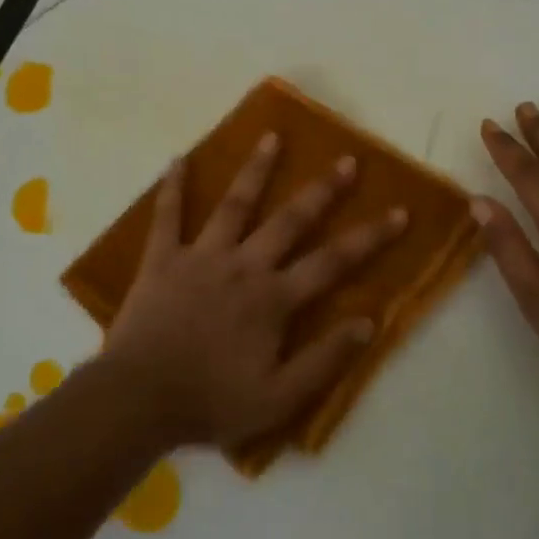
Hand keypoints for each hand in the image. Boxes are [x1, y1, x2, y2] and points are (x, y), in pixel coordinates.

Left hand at [105, 134, 409, 447]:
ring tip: (272, 136)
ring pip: (234, 205)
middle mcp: (243, 266)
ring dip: (255, 170)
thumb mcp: (279, 398)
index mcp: (273, 298)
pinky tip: (177, 158)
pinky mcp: (162, 259)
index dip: (370, 237)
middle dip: (322, 190)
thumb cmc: (211, 401)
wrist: (138, 400)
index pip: (333, 262)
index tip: (399, 211)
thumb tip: (368, 322)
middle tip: (347, 160)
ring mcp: (201, 256)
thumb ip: (324, 360)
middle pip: (290, 220)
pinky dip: (173, 187)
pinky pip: (167, 216)